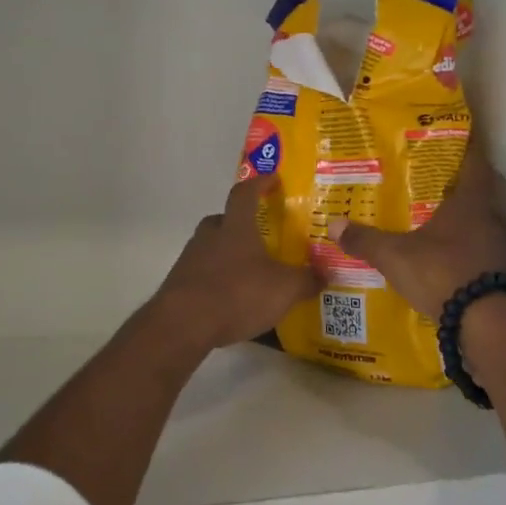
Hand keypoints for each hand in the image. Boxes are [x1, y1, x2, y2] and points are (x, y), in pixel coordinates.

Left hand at [152, 175, 320, 350]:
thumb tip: (326, 274)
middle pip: (224, 219)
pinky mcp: (180, 284)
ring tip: (249, 272)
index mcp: (236, 227)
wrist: (183, 325)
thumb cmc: (237, 293)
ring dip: (228, 254)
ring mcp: (190, 259)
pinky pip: (203, 273)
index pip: (246, 192)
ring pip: (212, 246)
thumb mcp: (284, 289)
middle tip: (260, 235)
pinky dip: (217, 279)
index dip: (260, 183)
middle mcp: (210, 235)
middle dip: (241, 224)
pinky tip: (231, 298)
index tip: (273, 179)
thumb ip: (307, 280)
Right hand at [331, 148, 505, 319]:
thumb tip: (334, 224)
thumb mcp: (396, 257)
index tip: (458, 139)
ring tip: (444, 225)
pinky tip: (456, 263)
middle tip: (442, 184)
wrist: (489, 324)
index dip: (468, 148)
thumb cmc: (442, 272)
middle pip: (486, 192)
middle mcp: (494, 218)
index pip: (475, 162)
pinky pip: (491, 254)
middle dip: (467, 186)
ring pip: (489, 224)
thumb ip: (367, 241)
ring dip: (471, 223)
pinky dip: (475, 253)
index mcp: (471, 202)